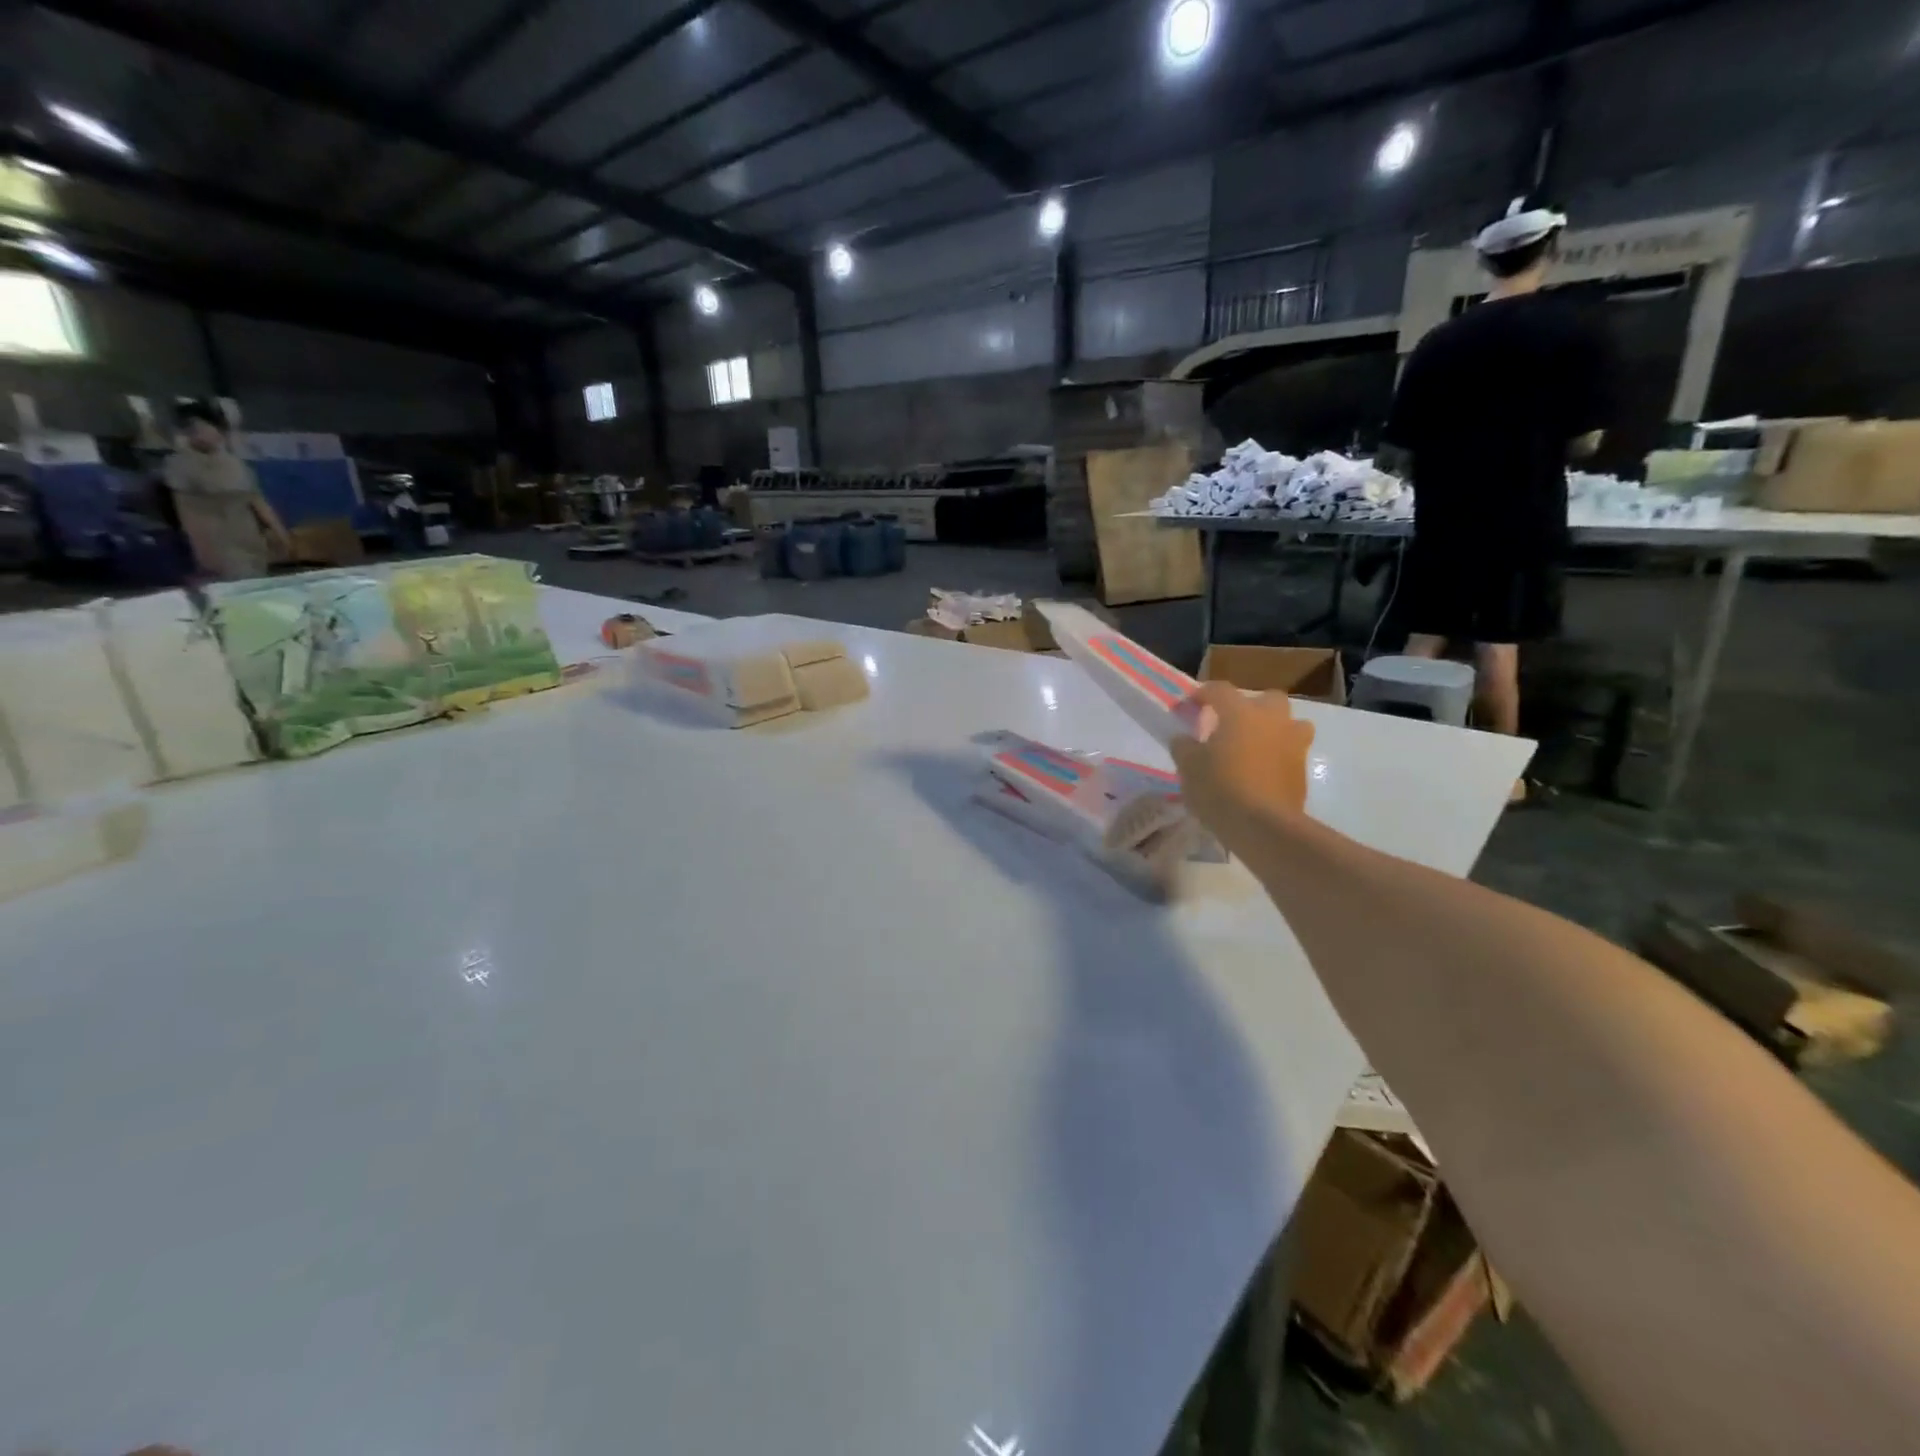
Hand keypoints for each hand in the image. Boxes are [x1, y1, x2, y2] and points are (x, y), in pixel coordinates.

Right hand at [1170, 682, 1315, 846]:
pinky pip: (1291, 752)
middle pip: (1266, 698)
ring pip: (1289, 724)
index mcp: (1240, 712)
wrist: (1263, 827)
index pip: (1218, 690)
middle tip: (1230, 725)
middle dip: (1250, 706)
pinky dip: (1278, 757)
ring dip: (1274, 729)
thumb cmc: (1219, 789)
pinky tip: (1261, 774)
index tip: (1187, 708)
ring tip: (1254, 747)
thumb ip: (1183, 746)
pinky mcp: (1302, 770)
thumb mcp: (1187, 767)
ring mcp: (1293, 744)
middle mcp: (1271, 720)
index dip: (1200, 695)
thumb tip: (1184, 738)